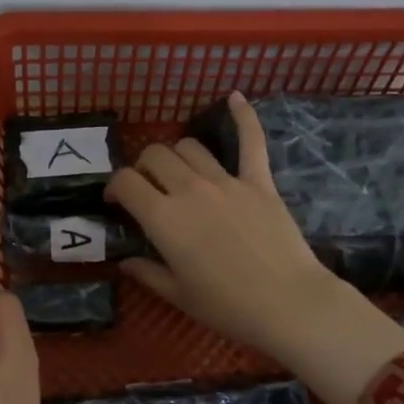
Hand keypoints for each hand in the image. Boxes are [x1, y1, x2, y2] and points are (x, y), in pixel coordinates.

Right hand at [105, 93, 403, 403]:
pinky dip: (243, 116)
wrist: (288, 304)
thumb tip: (125, 262)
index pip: (126, 181)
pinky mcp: (259, 181)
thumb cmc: (227, 307)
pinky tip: (234, 97)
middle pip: (156, 155)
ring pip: (190, 146)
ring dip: (177, 154)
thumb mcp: (178, 296)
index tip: (118, 201)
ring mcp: (227, 181)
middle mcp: (190, 190)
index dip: (115, 187)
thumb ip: (148, 273)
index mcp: (164, 219)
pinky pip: (250, 141)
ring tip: (179, 171)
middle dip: (144, 167)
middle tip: (149, 188)